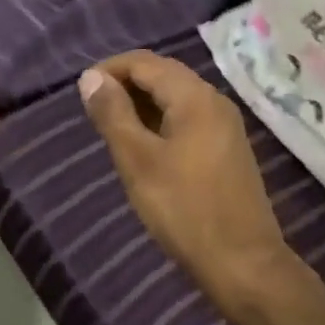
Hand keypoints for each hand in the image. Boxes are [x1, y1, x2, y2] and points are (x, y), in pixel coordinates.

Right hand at [79, 51, 297, 313]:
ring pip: (176, 98)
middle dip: (126, 84)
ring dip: (142, 104)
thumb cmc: (184, 209)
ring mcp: (225, 126)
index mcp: (195, 97)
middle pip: (163, 75)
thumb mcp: (137, 160)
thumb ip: (112, 114)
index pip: (145, 62)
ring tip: (112, 128)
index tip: (81, 92)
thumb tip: (91, 77)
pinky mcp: (228, 150)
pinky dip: (160, 122)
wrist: (242, 263)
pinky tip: (144, 147)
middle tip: (93, 110)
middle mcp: (215, 102)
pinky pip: (188, 119)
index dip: (110, 69)